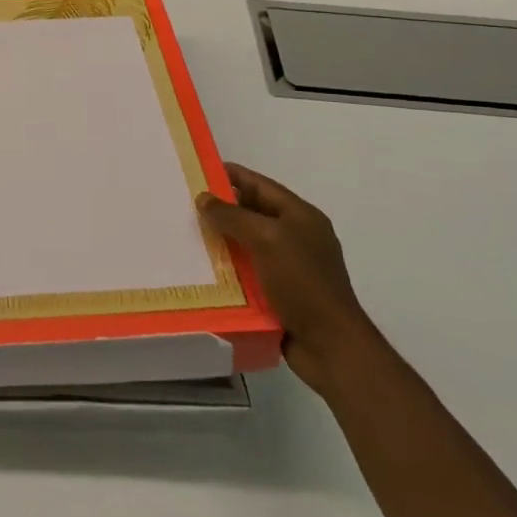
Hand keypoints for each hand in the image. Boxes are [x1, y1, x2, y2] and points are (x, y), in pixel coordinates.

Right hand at [198, 163, 378, 396]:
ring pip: (249, 243)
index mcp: (301, 216)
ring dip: (223, 240)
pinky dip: (230, 268)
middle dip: (223, 208)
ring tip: (188, 234)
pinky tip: (205, 269)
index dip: (232, 175)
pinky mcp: (282, 293)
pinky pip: (250, 271)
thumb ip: (233, 216)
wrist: (330, 346)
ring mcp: (291, 266)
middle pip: (254, 213)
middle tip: (186, 204)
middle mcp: (298, 237)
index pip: (261, 185)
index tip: (199, 170)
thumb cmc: (302, 283)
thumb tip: (204, 198)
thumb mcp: (266, 240)